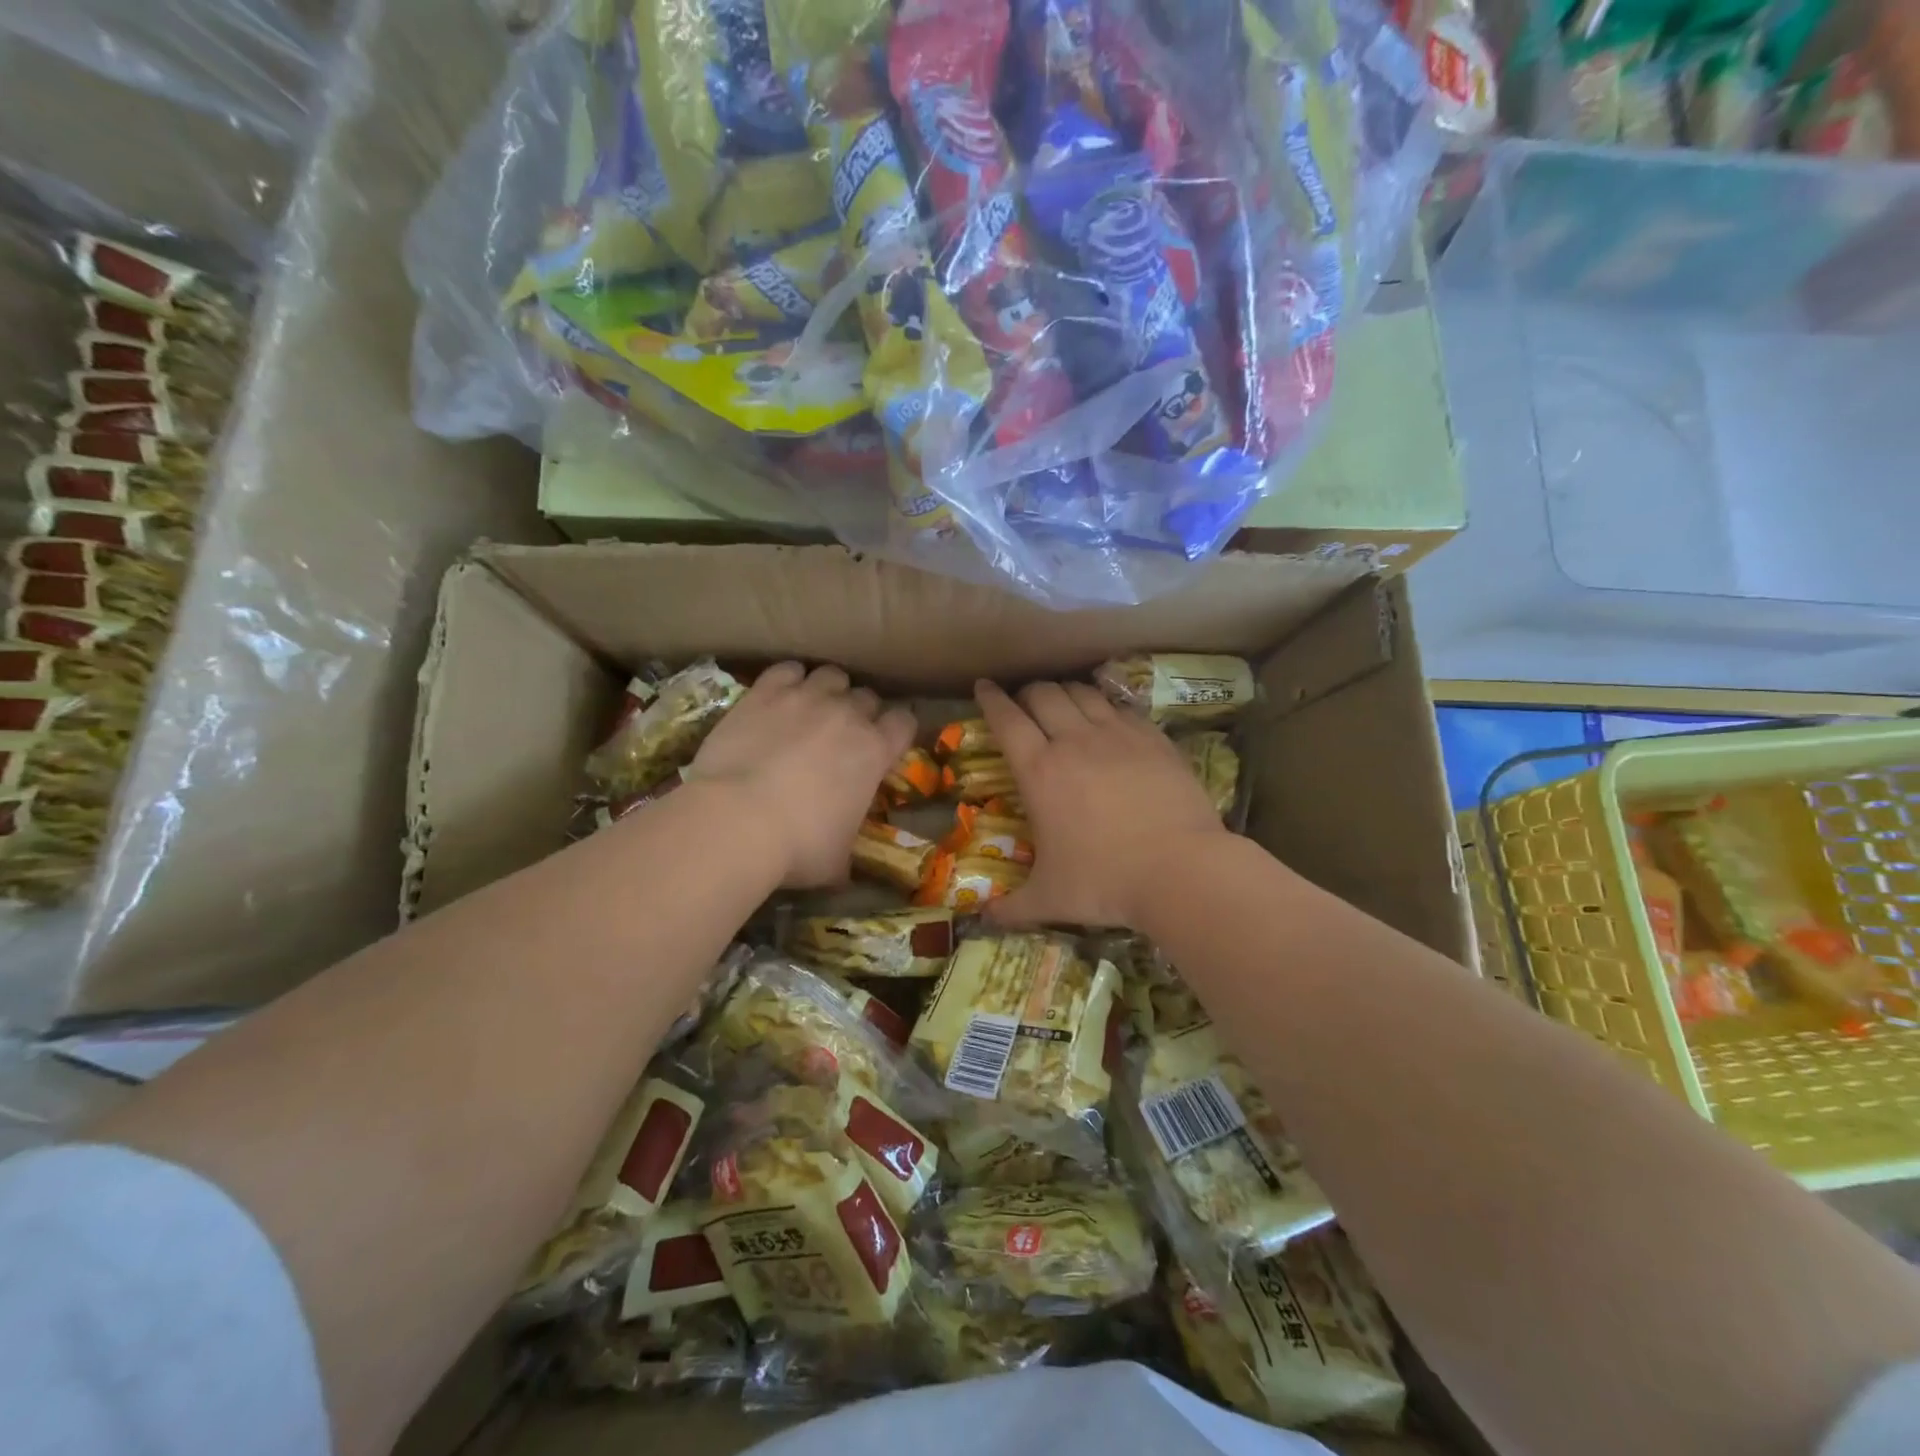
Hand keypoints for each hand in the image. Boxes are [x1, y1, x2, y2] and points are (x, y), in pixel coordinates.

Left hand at [691, 663, 915, 888]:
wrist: (735, 822)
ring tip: (812, 708)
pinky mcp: (765, 692)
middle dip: (860, 712)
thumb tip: (845, 870)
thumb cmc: (797, 847)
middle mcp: (847, 715)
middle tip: (842, 735)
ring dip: (828, 690)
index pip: (904, 723)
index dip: (896, 731)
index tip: (885, 744)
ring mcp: (805, 698)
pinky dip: (789, 679)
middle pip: (867, 697)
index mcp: (875, 752)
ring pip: (832, 675)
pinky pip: (787, 669)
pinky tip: (780, 696)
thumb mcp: (837, 862)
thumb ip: (848, 851)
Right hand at [976, 679, 1227, 928]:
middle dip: (1027, 693)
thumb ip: (1013, 908)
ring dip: (1065, 693)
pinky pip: (1122, 708)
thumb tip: (984, 920)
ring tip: (1063, 703)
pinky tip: (1109, 718)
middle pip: (1043, 695)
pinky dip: (1106, 706)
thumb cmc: (1105, 882)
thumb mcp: (1050, 899)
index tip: (983, 686)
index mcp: (1040, 772)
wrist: (1182, 870)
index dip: (991, 699)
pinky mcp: (1154, 739)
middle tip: (1024, 704)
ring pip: (1083, 693)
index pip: (1006, 720)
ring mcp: (1118, 736)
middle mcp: (1075, 742)